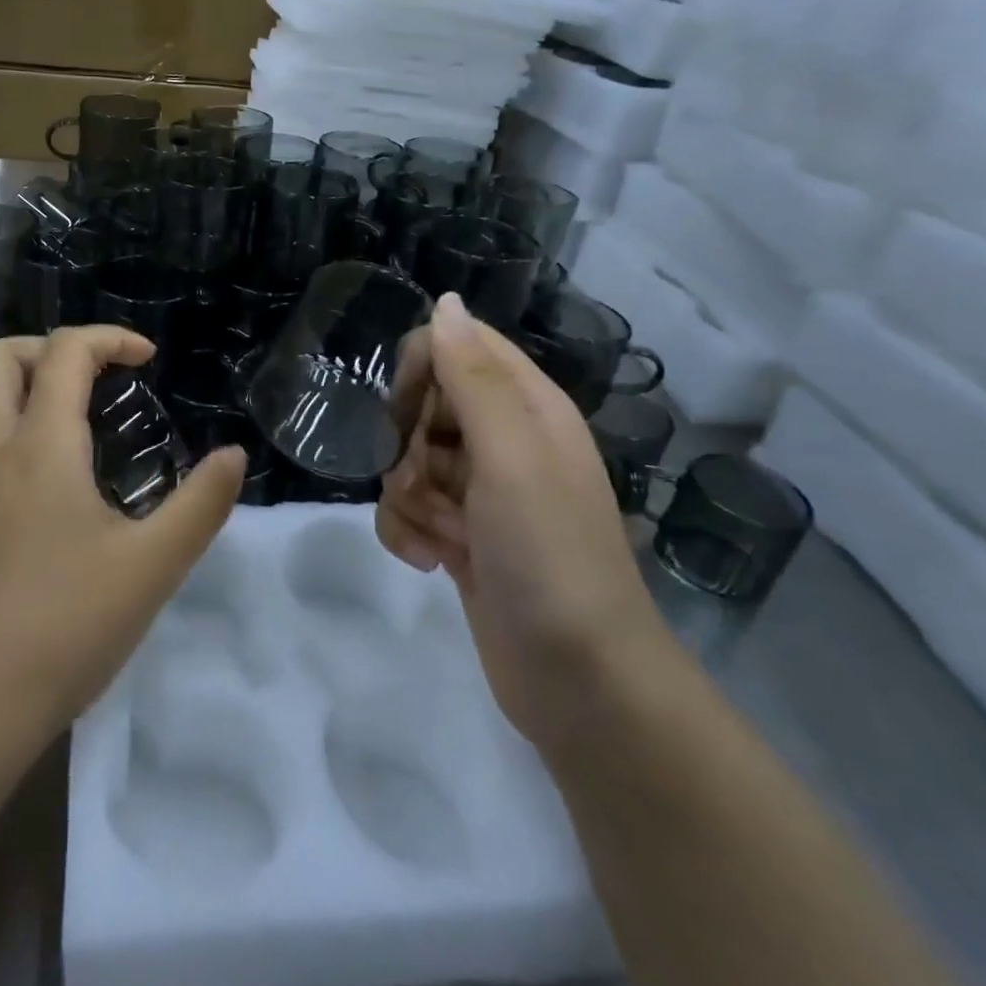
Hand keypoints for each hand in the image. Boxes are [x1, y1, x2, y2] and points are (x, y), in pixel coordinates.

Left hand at [0, 327, 246, 740]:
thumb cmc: (66, 627)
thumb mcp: (153, 567)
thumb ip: (201, 504)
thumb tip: (233, 455)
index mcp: (42, 447)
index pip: (65, 352)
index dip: (110, 338)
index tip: (148, 361)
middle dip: (49, 347)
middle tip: (94, 378)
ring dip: (16, 379)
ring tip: (65, 410)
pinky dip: (0, 418)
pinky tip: (39, 467)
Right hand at [378, 293, 668, 745]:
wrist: (580, 684)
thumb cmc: (549, 556)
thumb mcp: (511, 456)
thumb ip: (473, 376)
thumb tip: (446, 302)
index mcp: (527, 408)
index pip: (459, 345)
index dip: (424, 368)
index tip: (407, 411)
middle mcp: (505, 441)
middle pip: (425, 404)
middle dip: (408, 443)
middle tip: (425, 480)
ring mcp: (481, 492)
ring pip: (408, 460)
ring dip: (405, 496)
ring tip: (438, 534)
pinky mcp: (461, 536)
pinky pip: (407, 509)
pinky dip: (406, 532)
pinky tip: (428, 561)